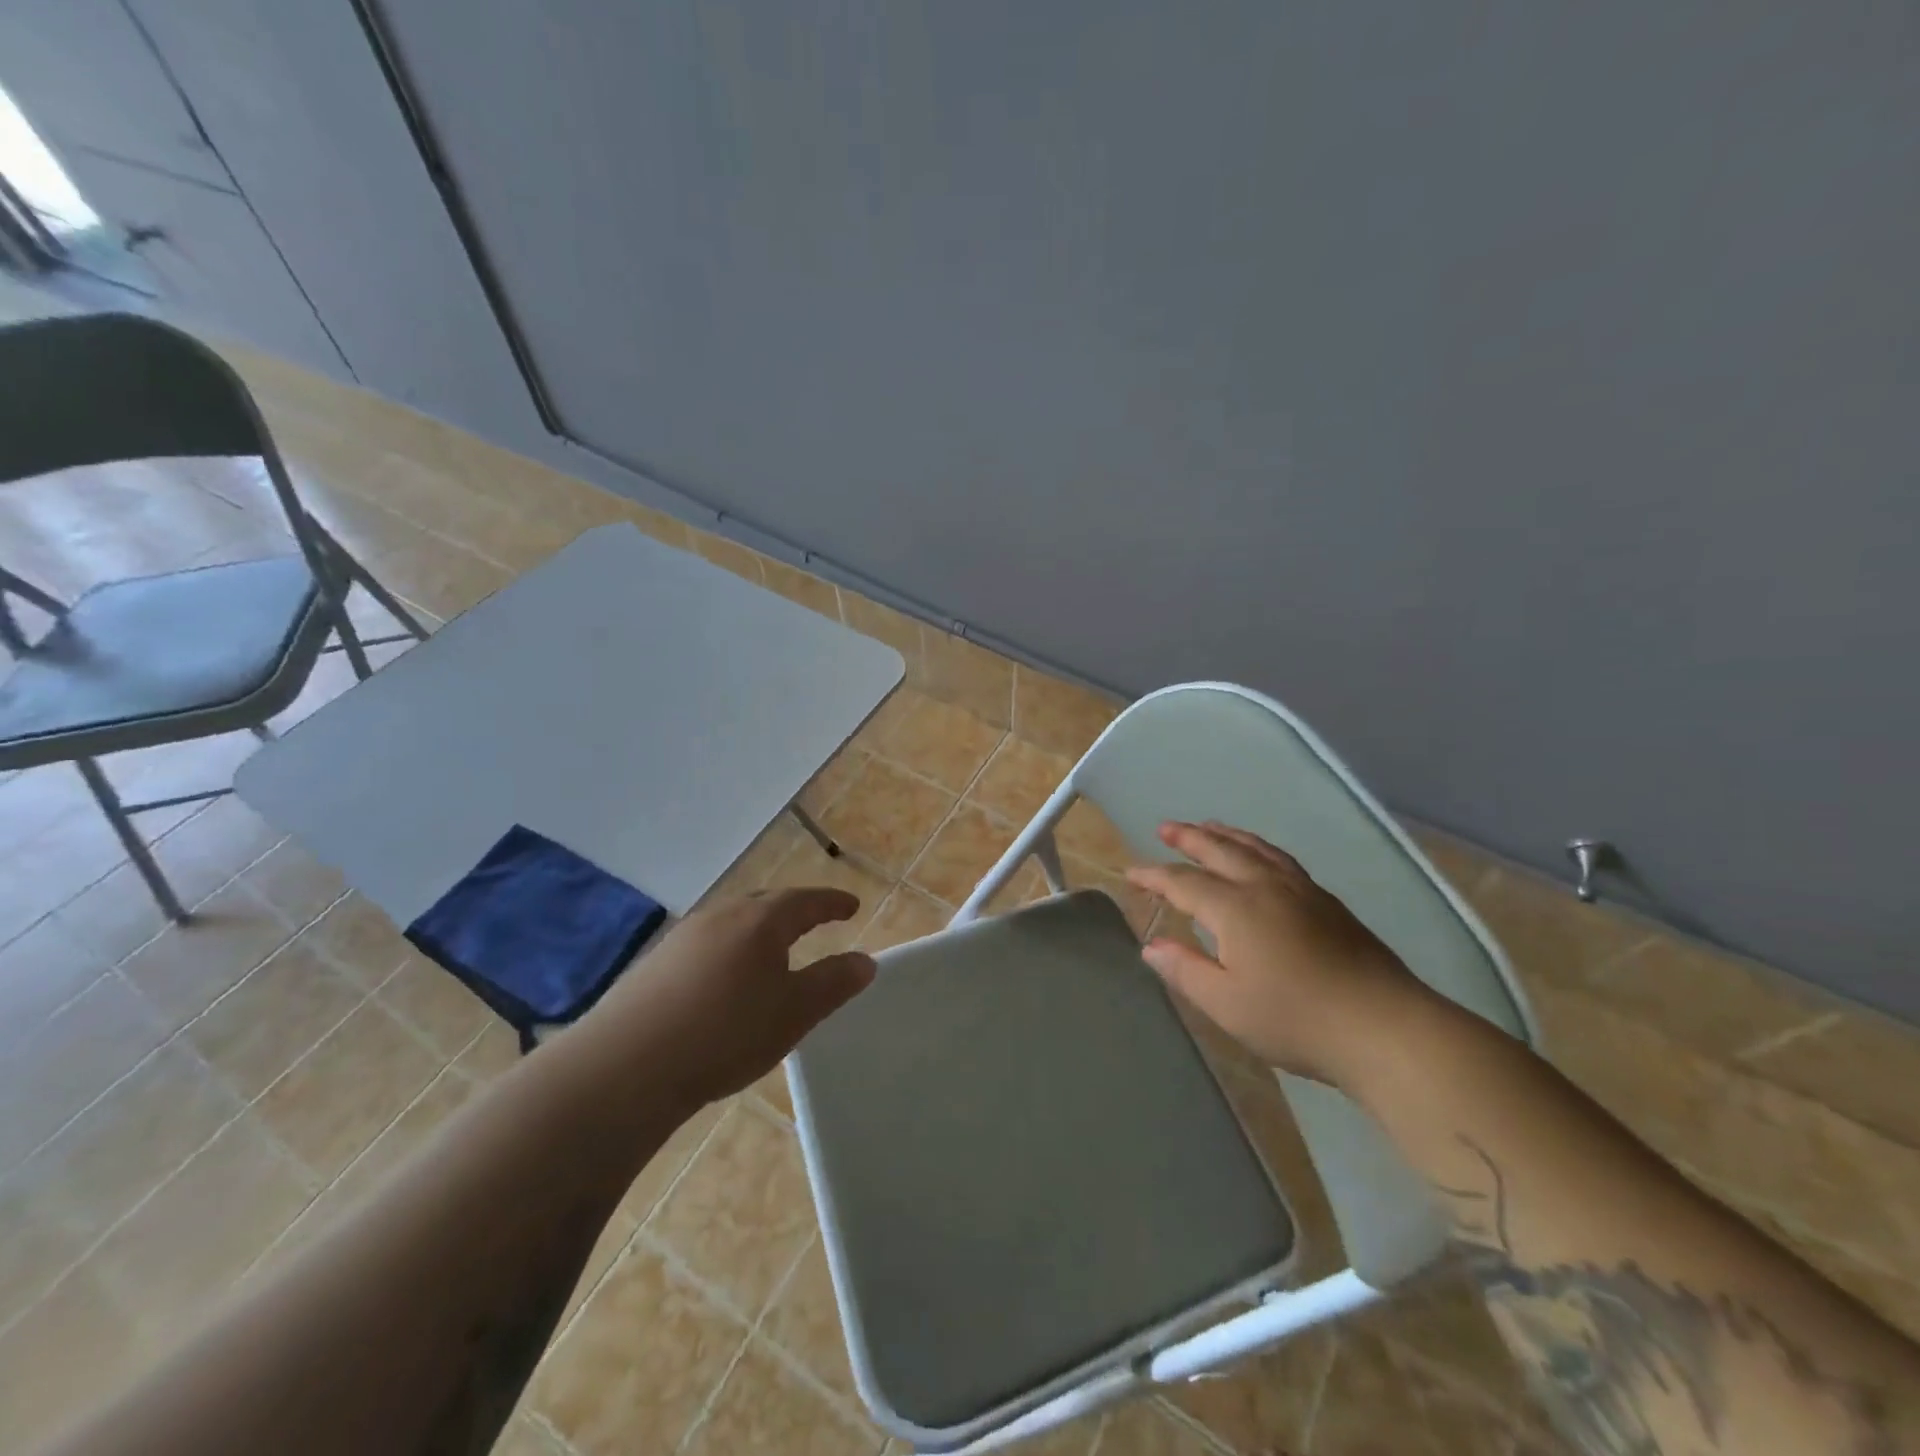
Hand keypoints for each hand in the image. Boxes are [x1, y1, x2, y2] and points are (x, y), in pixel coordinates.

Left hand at [592, 888, 875, 1107]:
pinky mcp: (655, 965)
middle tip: (815, 922)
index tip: (852, 905)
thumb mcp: (794, 1013)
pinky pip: (707, 945)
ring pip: (733, 924)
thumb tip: (865, 960)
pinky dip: (729, 952)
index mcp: (760, 921)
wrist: (625, 1067)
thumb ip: (833, 983)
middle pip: (766, 904)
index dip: (832, 903)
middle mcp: (721, 917)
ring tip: (773, 952)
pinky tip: (724, 981)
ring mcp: (683, 938)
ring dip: (759, 931)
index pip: (806, 901)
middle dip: (795, 911)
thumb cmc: (726, 1033)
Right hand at [1126, 821, 1434, 1087]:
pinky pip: (1281, 858)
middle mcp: (1265, 887)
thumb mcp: (1227, 1004)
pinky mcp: (1328, 902)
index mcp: (1235, 908)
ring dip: (1226, 835)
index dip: (1154, 876)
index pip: (1183, 883)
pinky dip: (1258, 847)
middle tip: (1166, 828)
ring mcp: (1301, 890)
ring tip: (1209, 826)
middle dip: (1190, 838)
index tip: (1131, 873)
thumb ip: (1186, 970)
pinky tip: (1261, 856)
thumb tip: (1151, 946)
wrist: (1385, 1027)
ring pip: (1256, 849)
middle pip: (1220, 851)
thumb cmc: (1296, 1019)